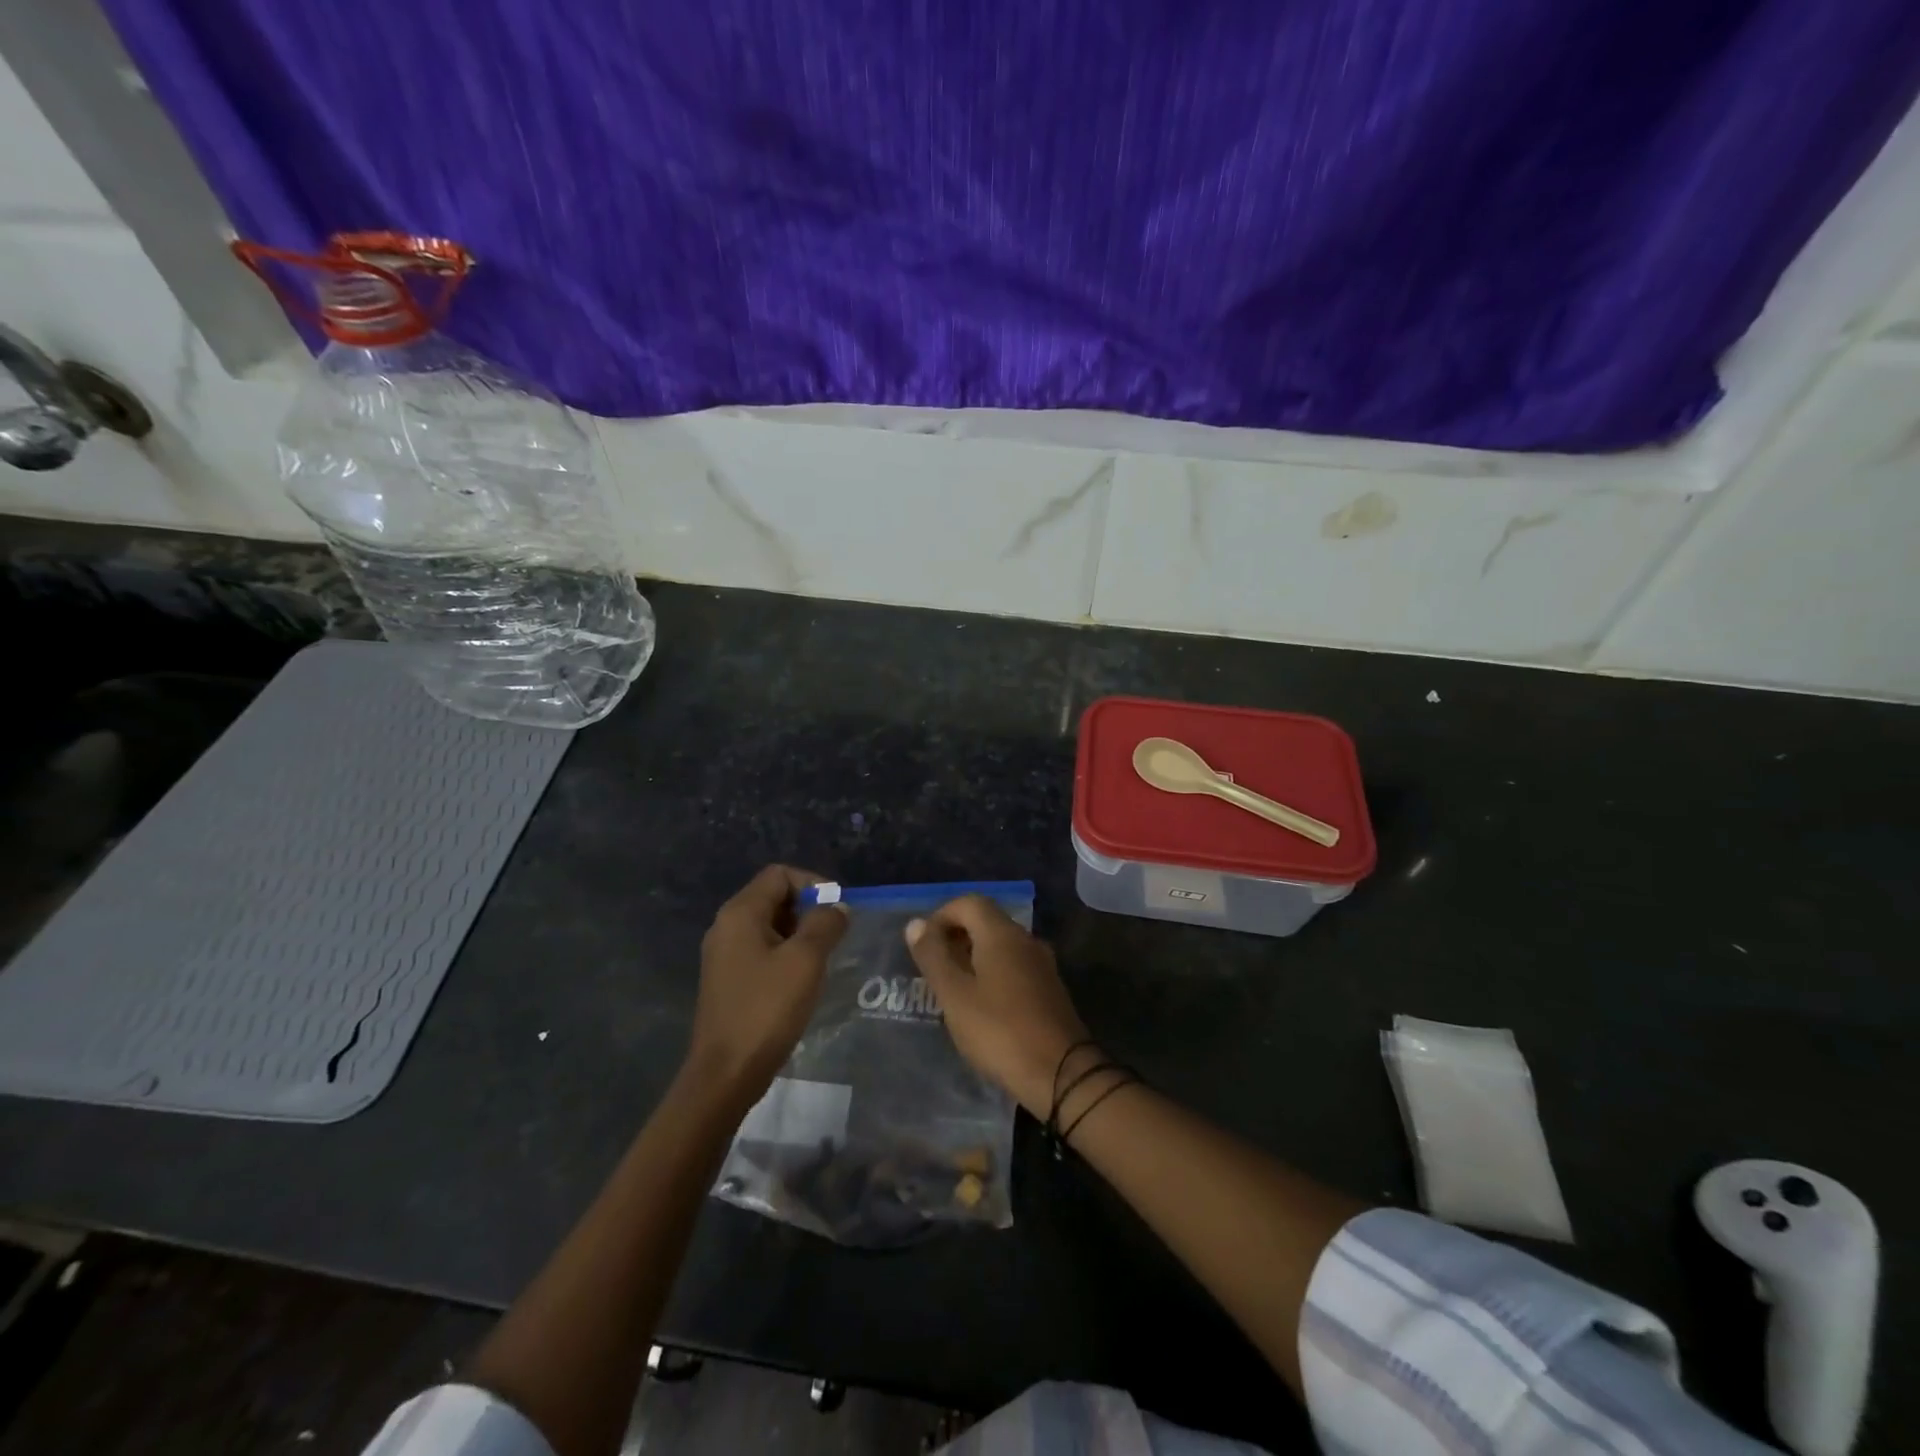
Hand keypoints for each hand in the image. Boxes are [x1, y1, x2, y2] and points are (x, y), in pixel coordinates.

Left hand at [688, 865, 846, 1103]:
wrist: (726, 1073)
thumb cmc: (767, 1009)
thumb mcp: (805, 960)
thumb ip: (825, 923)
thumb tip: (837, 907)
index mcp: (740, 913)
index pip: (780, 874)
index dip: (813, 883)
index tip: (837, 910)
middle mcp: (726, 926)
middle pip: (773, 897)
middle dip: (808, 908)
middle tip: (835, 935)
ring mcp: (724, 955)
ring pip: (770, 925)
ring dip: (800, 933)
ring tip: (824, 957)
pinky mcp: (728, 979)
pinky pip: (762, 950)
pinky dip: (786, 953)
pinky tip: (803, 979)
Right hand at [905, 895, 1091, 1117]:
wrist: (1061, 1074)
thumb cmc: (1000, 1031)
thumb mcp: (955, 996)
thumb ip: (933, 956)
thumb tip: (916, 923)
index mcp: (1002, 934)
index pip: (969, 902)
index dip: (941, 916)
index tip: (923, 946)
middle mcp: (1025, 939)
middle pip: (986, 921)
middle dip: (955, 936)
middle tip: (933, 968)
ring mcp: (1042, 964)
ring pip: (1001, 945)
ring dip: (973, 956)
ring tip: (952, 988)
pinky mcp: (1049, 988)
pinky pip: (1014, 965)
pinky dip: (992, 973)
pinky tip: (981, 1005)